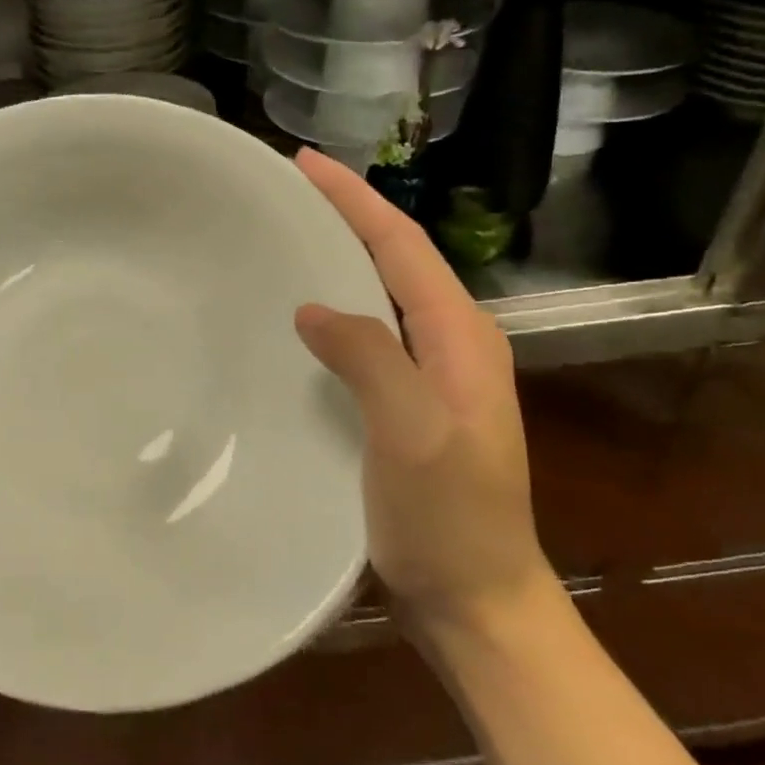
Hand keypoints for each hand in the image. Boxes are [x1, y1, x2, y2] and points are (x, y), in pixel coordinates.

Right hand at [292, 149, 553, 639]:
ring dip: (340, 257)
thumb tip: (312, 307)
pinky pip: (369, 334)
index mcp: (461, 336)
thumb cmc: (449, 521)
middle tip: (286, 193)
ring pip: (381, 294)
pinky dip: (336, 308)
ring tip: (287, 238)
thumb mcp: (413, 434)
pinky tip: (301, 317)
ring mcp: (433, 376)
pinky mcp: (409, 404)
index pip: (401, 244)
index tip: (304, 162)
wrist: (477, 602)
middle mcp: (453, 343)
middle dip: (346, 215)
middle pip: (394, 258)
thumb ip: (371, 359)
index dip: (354, 198)